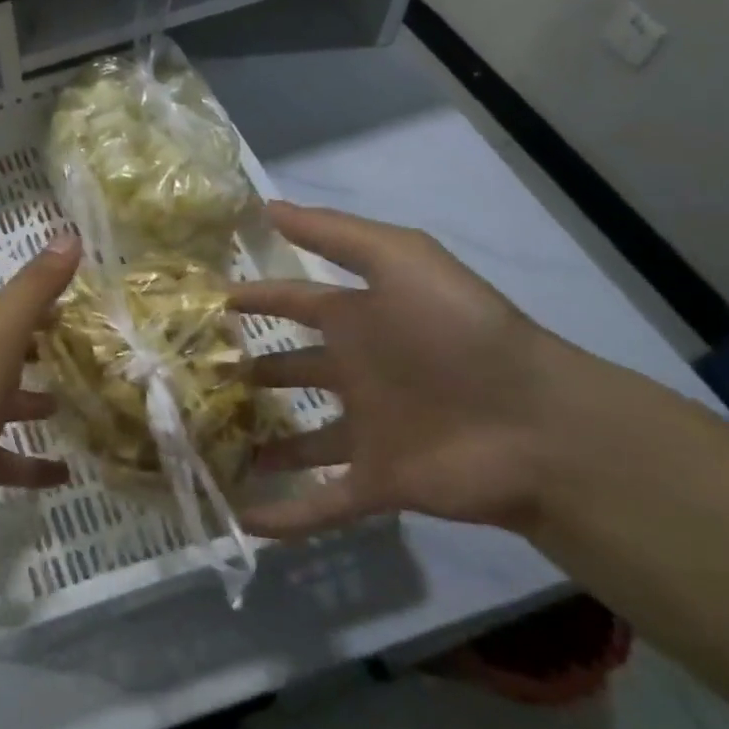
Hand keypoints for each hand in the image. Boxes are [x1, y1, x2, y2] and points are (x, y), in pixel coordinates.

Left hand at [0, 235, 80, 558]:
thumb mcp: (0, 335)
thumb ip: (34, 288)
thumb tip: (68, 235)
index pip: (6, 307)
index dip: (40, 302)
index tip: (78, 304)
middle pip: (4, 352)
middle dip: (37, 349)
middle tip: (83, 353)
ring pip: (2, 403)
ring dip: (32, 403)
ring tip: (73, 407)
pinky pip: (2, 458)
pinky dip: (30, 464)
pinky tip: (63, 474)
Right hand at [231, 202, 592, 537]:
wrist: (536, 424)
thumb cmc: (458, 333)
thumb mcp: (400, 261)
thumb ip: (335, 234)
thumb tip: (267, 208)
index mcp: (359, 322)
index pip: (292, 303)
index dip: (252, 299)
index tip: (202, 303)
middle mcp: (356, 373)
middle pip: (290, 371)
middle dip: (248, 372)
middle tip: (191, 377)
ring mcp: (365, 431)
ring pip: (298, 440)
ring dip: (260, 444)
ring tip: (206, 445)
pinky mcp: (375, 483)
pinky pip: (321, 503)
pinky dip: (284, 515)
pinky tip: (242, 520)